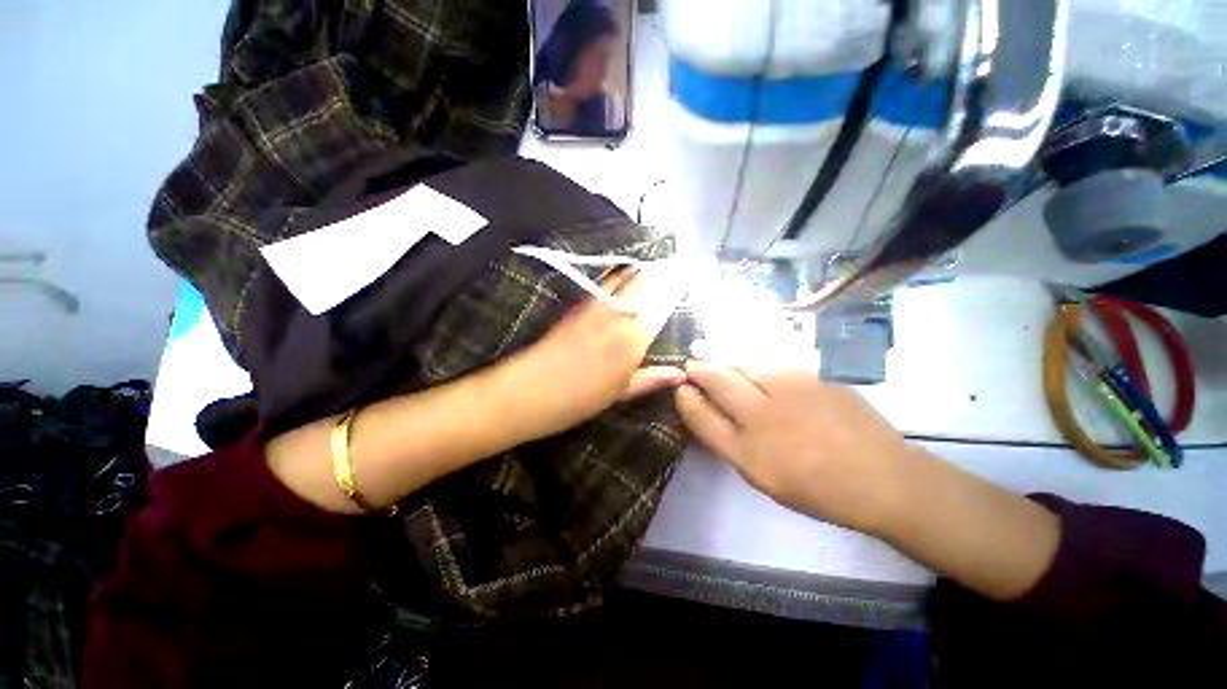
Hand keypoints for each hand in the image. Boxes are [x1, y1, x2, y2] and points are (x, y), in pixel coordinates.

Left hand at [501, 270, 684, 441]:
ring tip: (654, 266)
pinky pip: (606, 281)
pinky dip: (620, 274)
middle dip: (662, 274)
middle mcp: (618, 315)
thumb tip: (681, 374)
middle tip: (674, 268)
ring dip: (641, 270)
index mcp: (633, 340)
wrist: (528, 390)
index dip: (675, 289)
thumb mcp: (619, 394)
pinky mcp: (579, 304)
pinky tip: (625, 276)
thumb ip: (652, 378)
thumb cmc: (578, 399)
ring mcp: (596, 305)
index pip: (662, 306)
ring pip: (625, 277)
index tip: (687, 278)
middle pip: (645, 283)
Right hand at [675, 359, 915, 535]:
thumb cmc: (818, 488)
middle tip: (690, 362)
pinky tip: (738, 348)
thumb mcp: (764, 479)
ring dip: (717, 353)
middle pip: (718, 381)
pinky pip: (769, 355)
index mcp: (749, 452)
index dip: (686, 400)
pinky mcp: (812, 375)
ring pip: (741, 362)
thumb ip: (733, 445)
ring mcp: (789, 391)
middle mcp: (763, 417)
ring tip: (702, 346)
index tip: (680, 389)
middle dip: (698, 369)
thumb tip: (708, 413)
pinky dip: (747, 349)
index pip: (702, 417)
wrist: (883, 478)